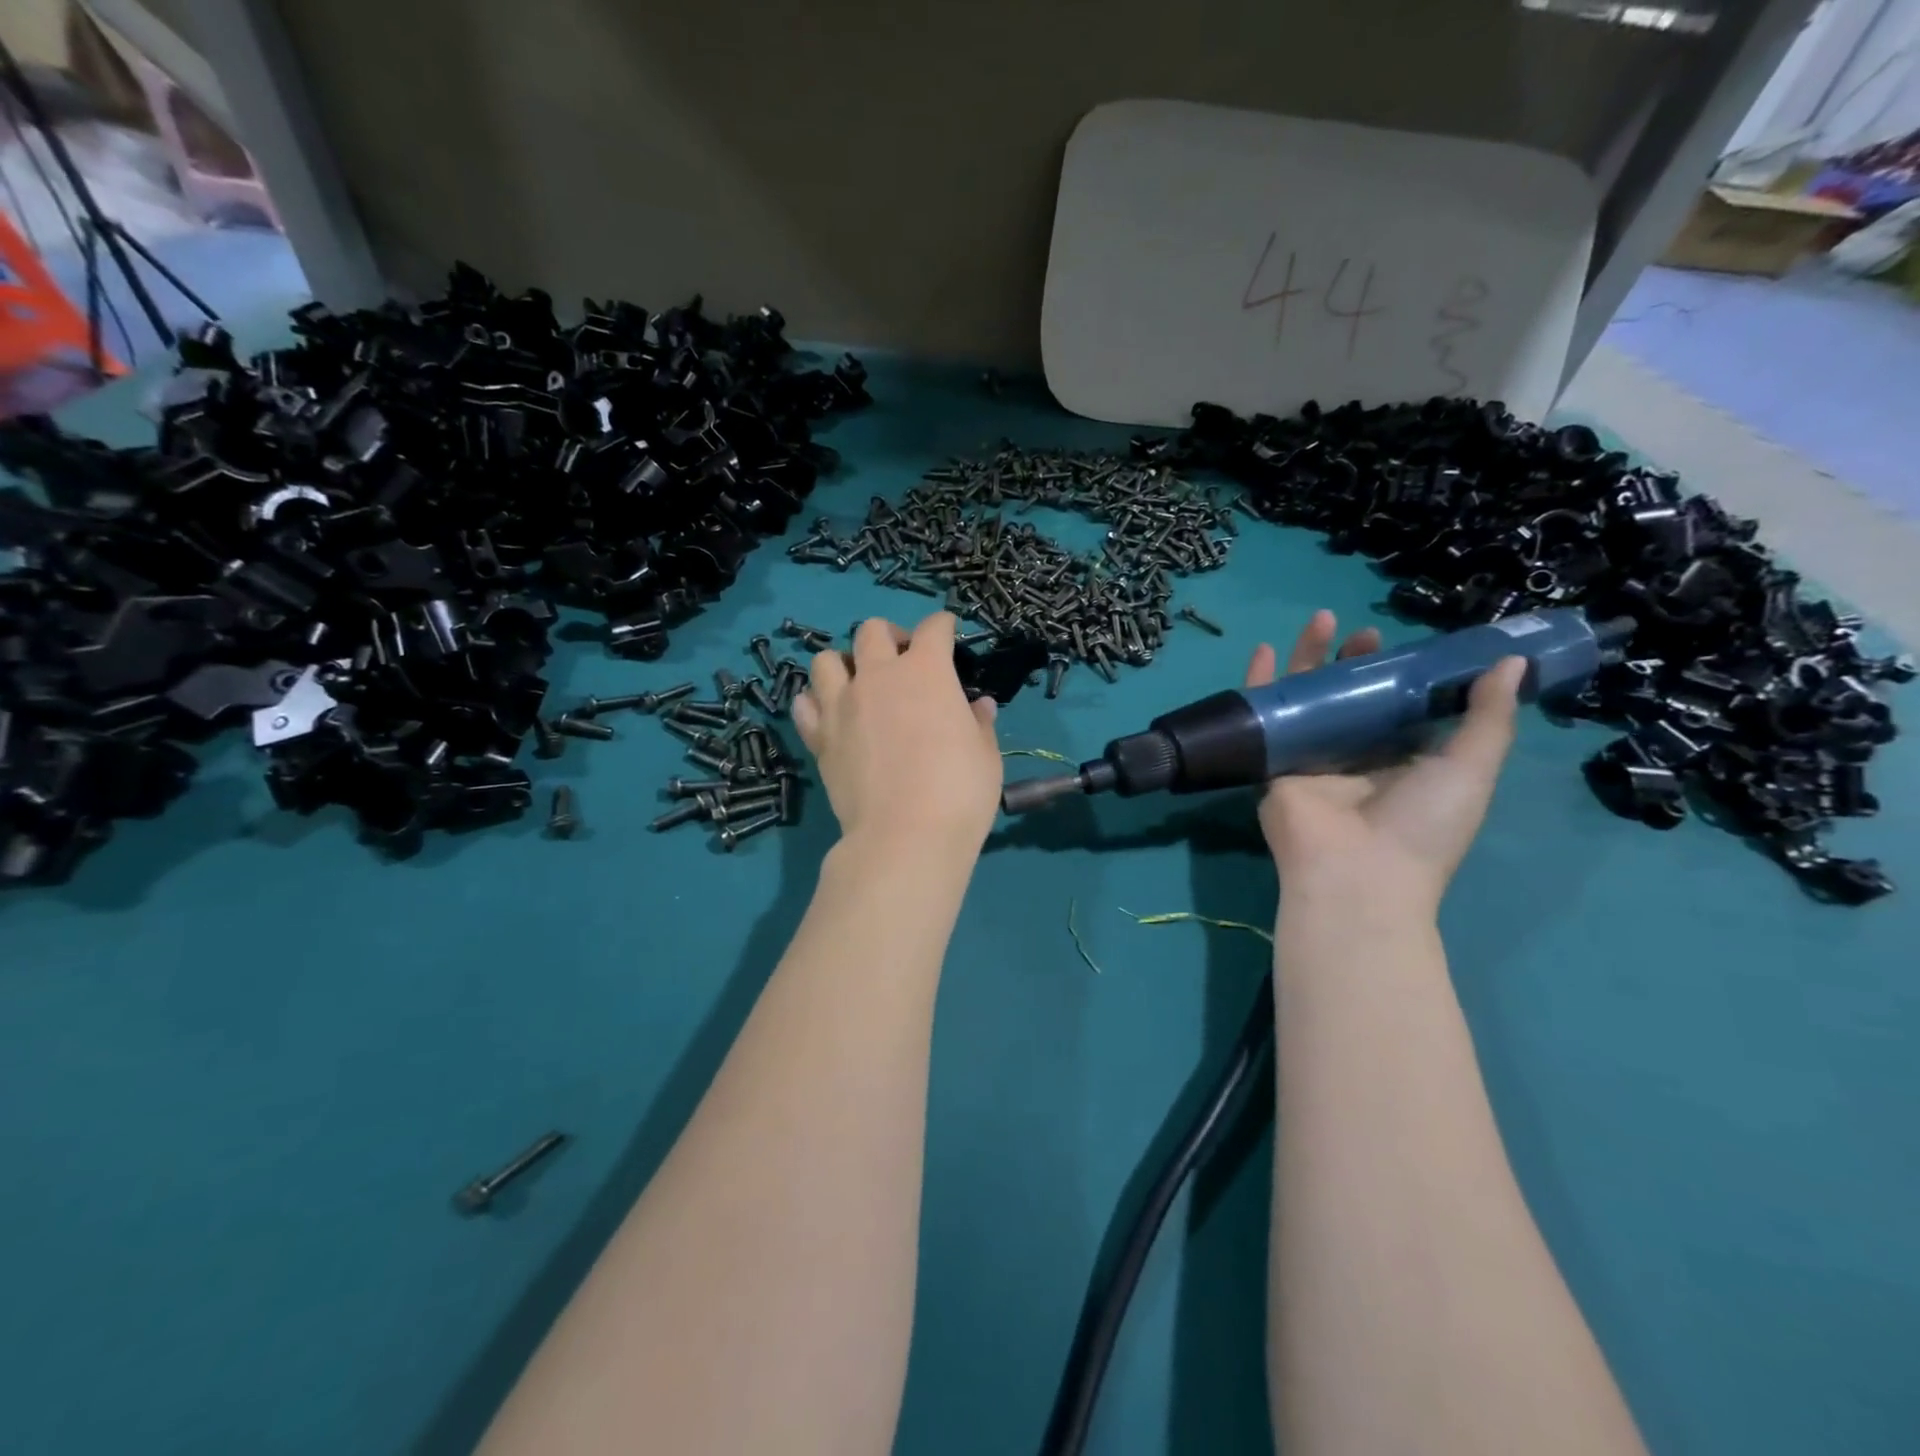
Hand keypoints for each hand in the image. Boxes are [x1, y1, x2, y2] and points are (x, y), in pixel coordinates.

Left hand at [793, 612, 1002, 859]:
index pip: (933, 629)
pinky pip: (805, 703)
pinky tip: (832, 715)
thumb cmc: (959, 792)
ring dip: (844, 663)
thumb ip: (980, 723)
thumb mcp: (986, 755)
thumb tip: (978, 705)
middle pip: (872, 630)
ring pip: (826, 660)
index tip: (948, 632)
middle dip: (889, 635)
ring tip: (858, 683)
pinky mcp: (819, 737)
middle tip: (902, 660)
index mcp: (926, 672)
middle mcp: (878, 676)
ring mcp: (842, 705)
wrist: (905, 836)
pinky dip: (817, 702)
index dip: (943, 626)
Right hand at [1248, 610, 1524, 917]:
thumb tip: (1512, 662)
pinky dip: (1259, 683)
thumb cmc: (1420, 824)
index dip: (1402, 672)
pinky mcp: (1273, 760)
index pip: (1399, 706)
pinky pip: (1263, 715)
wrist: (1355, 873)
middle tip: (1365, 635)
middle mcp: (1355, 755)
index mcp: (1402, 760)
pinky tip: (1261, 650)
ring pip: (1307, 697)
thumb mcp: (1470, 769)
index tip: (1406, 642)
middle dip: (1356, 661)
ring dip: (1310, 658)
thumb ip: (1488, 717)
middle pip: (1350, 695)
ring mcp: (1310, 756)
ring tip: (1320, 620)